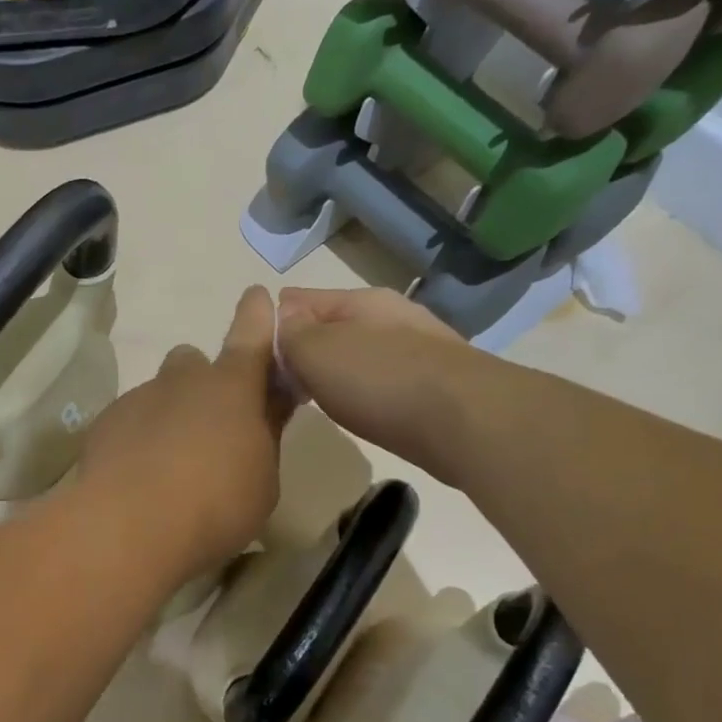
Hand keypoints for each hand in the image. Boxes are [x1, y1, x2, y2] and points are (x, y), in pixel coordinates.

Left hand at [79, 286, 290, 581]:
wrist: (130, 525)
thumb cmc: (216, 504)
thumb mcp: (262, 480)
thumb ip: (263, 438)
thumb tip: (263, 412)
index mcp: (232, 387)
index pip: (251, 336)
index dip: (258, 316)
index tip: (257, 295)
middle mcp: (183, 380)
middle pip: (193, 363)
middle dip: (201, 383)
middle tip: (206, 426)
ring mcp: (139, 397)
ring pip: (158, 393)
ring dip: (167, 415)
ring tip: (167, 464)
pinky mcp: (105, 421)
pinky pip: (129, 420)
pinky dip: (137, 438)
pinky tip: (137, 476)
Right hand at [276, 287, 480, 484]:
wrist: (467, 421)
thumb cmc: (379, 380)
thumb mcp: (315, 350)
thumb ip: (289, 333)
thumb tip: (282, 319)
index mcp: (359, 301)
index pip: (299, 300)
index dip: (272, 323)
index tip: (254, 355)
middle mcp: (389, 317)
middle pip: (330, 327)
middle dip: (303, 350)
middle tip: (280, 384)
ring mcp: (416, 350)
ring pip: (356, 355)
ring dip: (333, 373)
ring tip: (313, 401)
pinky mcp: (433, 386)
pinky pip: (380, 381)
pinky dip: (362, 392)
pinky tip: (357, 412)